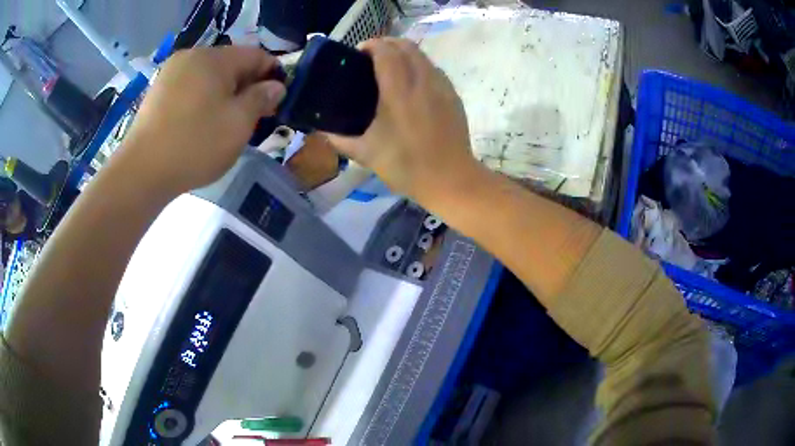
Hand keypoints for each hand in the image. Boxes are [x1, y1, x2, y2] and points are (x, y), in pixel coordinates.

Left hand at [118, 46, 285, 193]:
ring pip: (209, 77)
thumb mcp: (238, 123)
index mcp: (214, 58)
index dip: (272, 75)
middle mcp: (192, 57)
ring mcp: (170, 74)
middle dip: (247, 86)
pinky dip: (202, 100)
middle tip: (253, 116)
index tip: (277, 101)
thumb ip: (262, 98)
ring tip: (225, 123)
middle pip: (231, 64)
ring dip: (224, 94)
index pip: (256, 55)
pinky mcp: (157, 92)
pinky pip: (190, 88)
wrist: (141, 172)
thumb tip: (276, 86)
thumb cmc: (195, 144)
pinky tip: (200, 124)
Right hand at [324, 38, 479, 203]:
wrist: (451, 179)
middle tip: (371, 57)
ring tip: (390, 68)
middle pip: (406, 45)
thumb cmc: (406, 167)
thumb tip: (322, 130)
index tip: (358, 53)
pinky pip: (434, 69)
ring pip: (422, 55)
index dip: (371, 45)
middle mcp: (422, 82)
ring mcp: (442, 87)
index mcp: (398, 93)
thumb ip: (340, 140)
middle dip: (387, 44)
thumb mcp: (366, 155)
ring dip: (404, 53)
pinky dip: (419, 66)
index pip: (386, 51)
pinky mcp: (453, 95)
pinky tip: (411, 84)